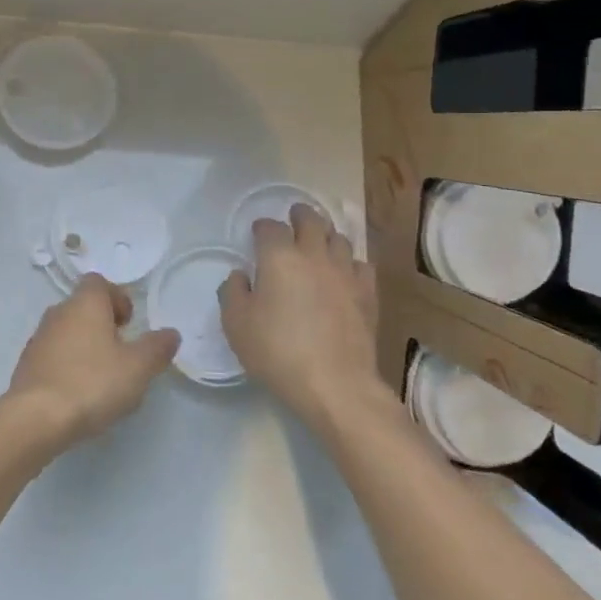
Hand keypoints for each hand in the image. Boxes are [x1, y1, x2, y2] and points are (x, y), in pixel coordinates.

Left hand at [8, 275, 179, 448]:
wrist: (35, 418)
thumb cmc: (92, 383)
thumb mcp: (138, 367)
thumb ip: (157, 348)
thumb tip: (171, 333)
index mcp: (85, 303)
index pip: (99, 283)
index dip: (117, 298)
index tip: (129, 324)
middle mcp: (58, 312)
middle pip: (83, 307)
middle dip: (103, 324)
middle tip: (121, 352)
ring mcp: (38, 338)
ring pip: (67, 331)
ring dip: (85, 346)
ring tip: (102, 377)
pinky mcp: (26, 365)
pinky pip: (53, 355)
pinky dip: (68, 365)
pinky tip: (79, 393)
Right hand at [219, 204, 378, 428]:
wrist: (335, 383)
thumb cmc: (278, 352)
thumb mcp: (236, 325)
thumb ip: (233, 292)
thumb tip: (241, 275)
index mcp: (279, 257)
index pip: (270, 227)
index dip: (262, 227)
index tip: (257, 235)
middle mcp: (314, 255)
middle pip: (311, 220)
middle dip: (300, 215)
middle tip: (294, 217)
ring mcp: (345, 272)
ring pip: (339, 238)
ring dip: (326, 235)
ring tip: (319, 243)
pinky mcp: (367, 294)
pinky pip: (361, 264)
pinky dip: (350, 263)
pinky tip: (344, 274)